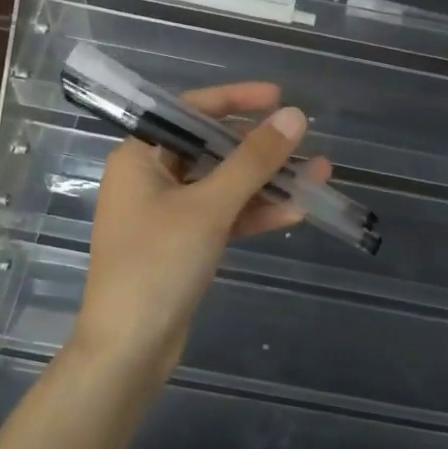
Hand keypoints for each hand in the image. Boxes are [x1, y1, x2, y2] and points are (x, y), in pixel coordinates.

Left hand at [75, 82, 327, 381]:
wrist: (129, 351)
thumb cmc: (157, 265)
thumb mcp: (209, 207)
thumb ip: (253, 160)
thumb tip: (294, 116)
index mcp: (140, 157)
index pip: (190, 111)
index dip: (236, 100)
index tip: (278, 97)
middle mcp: (151, 178)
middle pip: (212, 147)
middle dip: (260, 147)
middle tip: (303, 140)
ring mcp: (168, 213)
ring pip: (224, 184)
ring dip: (267, 181)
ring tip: (318, 173)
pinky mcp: (184, 244)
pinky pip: (224, 216)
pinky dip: (255, 213)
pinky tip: (296, 211)